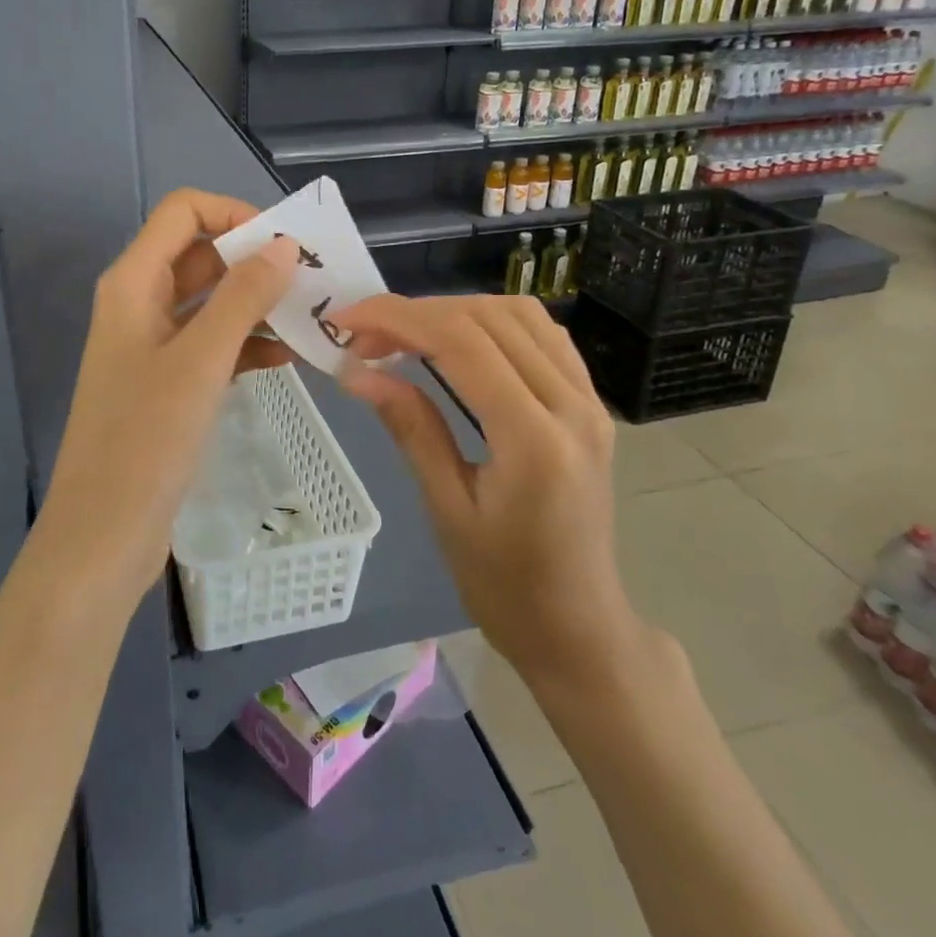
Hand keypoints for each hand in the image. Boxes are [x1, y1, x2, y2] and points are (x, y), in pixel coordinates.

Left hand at [37, 189, 299, 599]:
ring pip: (211, 303)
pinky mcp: (168, 384)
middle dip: (254, 260)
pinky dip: (248, 344)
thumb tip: (283, 245)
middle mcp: (139, 303)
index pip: (183, 212)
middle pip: (200, 255)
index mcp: (133, 283)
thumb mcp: (200, 362)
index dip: (233, 214)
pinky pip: (213, 345)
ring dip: (257, 304)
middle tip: (314, 280)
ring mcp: (153, 345)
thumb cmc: (145, 441)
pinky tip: (289, 357)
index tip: (285, 243)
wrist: (103, 535)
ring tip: (312, 317)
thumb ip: (242, 297)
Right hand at [332, 294, 650, 703]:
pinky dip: (492, 322)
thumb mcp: (447, 509)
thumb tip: (355, 371)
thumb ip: (410, 427)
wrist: (579, 626)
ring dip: (455, 310)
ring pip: (519, 314)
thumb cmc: (505, 585)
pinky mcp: (591, 404)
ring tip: (405, 334)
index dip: (397, 318)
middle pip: (488, 318)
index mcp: (533, 440)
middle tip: (364, 335)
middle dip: (416, 313)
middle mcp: (572, 406)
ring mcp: (589, 401)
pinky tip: (459, 341)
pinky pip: (543, 335)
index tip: (345, 319)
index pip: (462, 343)